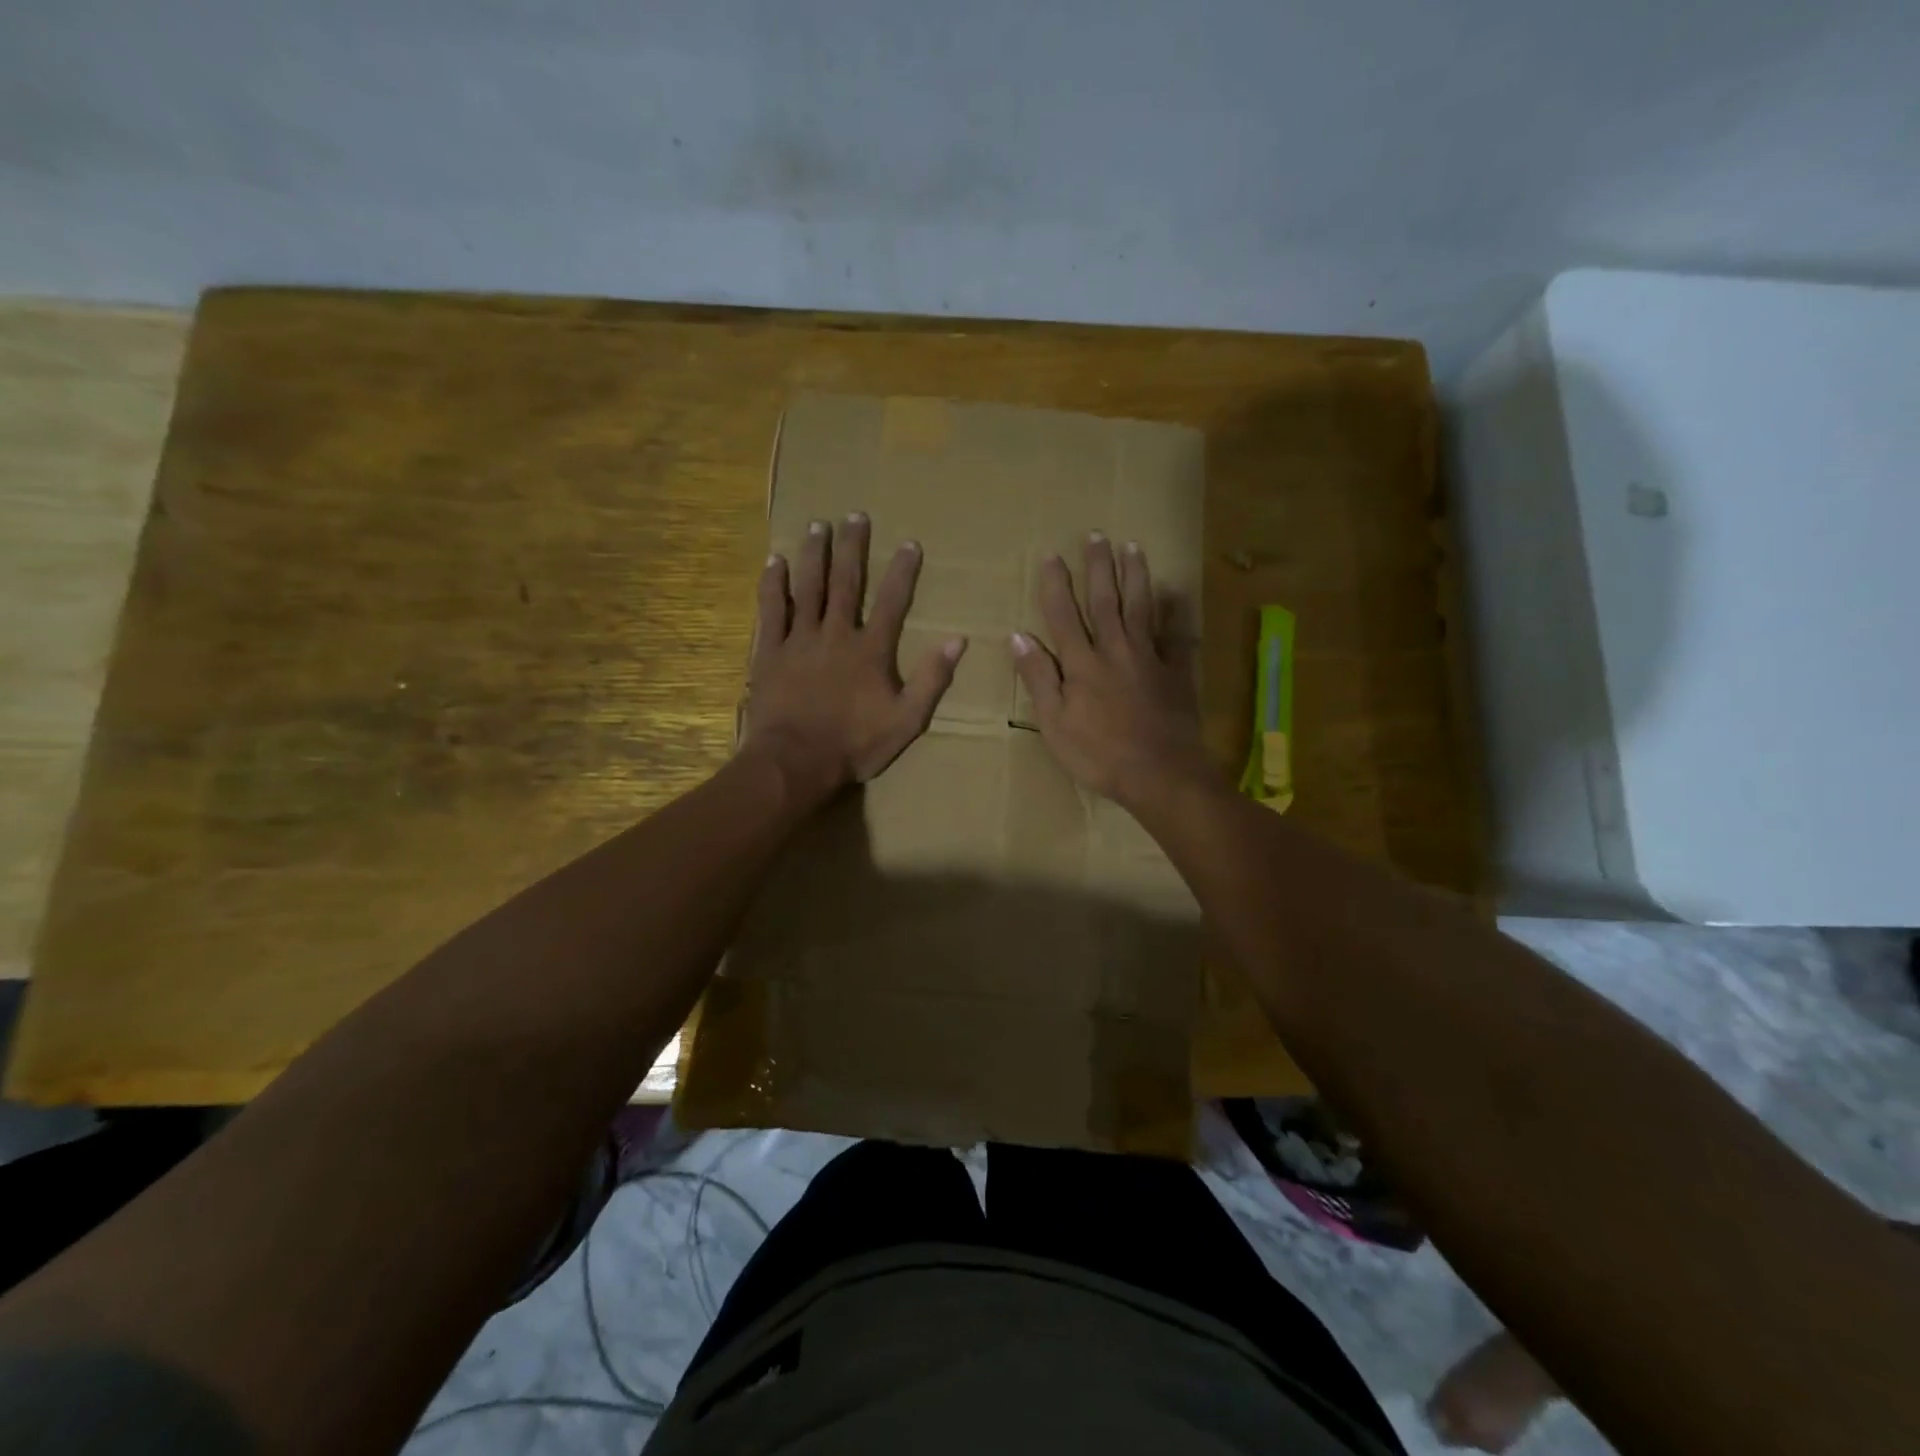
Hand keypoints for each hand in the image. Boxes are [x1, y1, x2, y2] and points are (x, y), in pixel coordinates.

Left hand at [743, 513, 964, 802]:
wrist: (795, 761)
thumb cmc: (854, 745)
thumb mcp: (907, 721)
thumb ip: (931, 680)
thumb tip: (957, 641)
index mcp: (871, 650)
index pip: (892, 602)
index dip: (903, 572)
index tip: (910, 543)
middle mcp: (836, 634)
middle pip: (846, 582)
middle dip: (853, 548)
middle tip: (855, 515)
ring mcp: (800, 640)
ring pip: (808, 588)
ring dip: (814, 555)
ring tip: (818, 526)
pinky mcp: (770, 652)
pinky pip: (771, 610)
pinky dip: (773, 585)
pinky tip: (774, 561)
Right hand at [1011, 533, 1215, 808]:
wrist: (1160, 774)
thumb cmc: (1099, 755)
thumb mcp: (1055, 723)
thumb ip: (1039, 677)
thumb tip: (1019, 636)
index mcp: (1081, 664)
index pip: (1063, 615)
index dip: (1055, 584)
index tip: (1051, 555)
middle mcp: (1114, 650)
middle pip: (1104, 600)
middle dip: (1098, 566)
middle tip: (1096, 534)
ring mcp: (1148, 658)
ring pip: (1140, 608)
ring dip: (1135, 575)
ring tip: (1132, 546)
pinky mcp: (1174, 672)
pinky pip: (1175, 635)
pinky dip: (1175, 612)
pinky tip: (1175, 592)